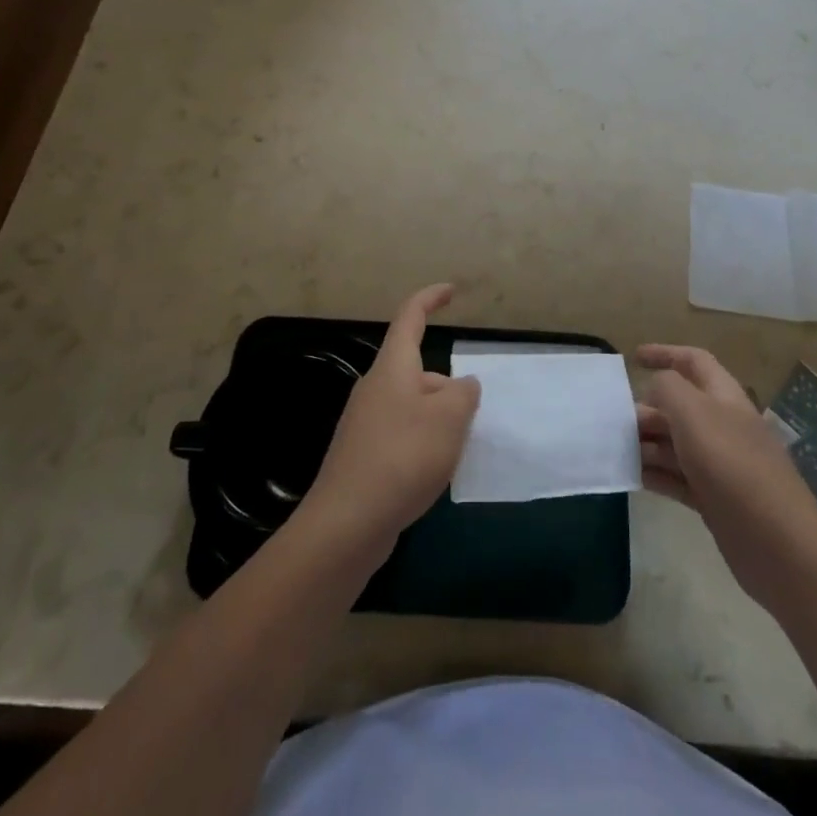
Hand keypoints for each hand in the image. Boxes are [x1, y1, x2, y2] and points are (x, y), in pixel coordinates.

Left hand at [301, 285, 480, 561]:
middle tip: (471, 419)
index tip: (451, 290)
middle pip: (418, 371)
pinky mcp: (362, 457)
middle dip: (448, 388)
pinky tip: (431, 475)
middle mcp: (375, 388)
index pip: (410, 317)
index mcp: (393, 368)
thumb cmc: (403, 457)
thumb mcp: (450, 418)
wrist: (346, 524)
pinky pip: (402, 435)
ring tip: (456, 452)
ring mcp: (365, 424)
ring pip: (413, 407)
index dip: (431, 299)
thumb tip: (462, 386)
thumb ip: (464, 393)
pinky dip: (423, 445)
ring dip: (437, 420)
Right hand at [637, 345, 816, 607]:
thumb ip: (668, 390)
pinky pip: (677, 478)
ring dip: (646, 443)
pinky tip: (632, 477)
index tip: (634, 358)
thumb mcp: (694, 414)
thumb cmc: (733, 466)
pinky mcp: (715, 500)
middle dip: (646, 408)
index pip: (694, 362)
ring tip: (615, 449)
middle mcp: (723, 425)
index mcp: (724, 397)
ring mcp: (720, 465)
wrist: (779, 544)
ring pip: (675, 444)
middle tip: (613, 420)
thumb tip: (655, 388)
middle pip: (679, 406)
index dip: (665, 353)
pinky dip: (655, 474)